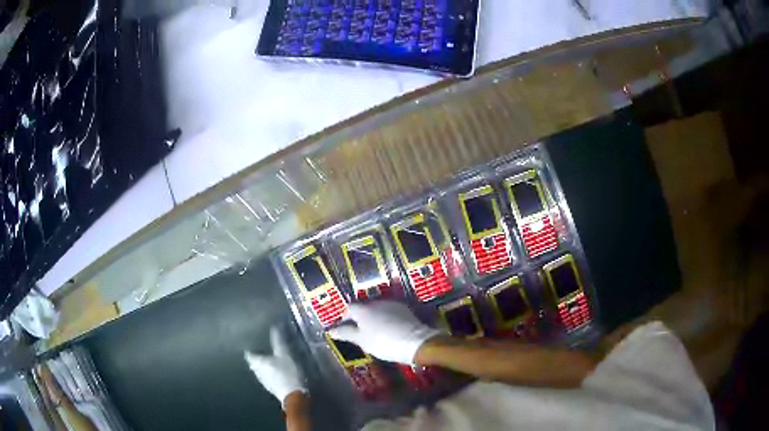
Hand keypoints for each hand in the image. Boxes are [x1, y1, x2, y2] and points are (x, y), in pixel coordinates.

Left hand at [245, 327, 305, 407]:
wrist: (294, 396)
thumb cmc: (287, 372)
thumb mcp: (285, 354)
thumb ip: (278, 340)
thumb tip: (273, 326)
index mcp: (256, 361)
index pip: (248, 351)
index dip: (250, 345)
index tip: (254, 339)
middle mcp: (255, 371)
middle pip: (253, 361)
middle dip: (258, 354)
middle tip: (265, 347)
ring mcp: (263, 380)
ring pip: (260, 369)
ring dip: (264, 364)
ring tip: (272, 357)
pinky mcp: (271, 387)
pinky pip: (267, 376)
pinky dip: (270, 371)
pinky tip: (277, 370)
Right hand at [329, 301, 442, 364]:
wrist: (414, 341)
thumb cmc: (383, 342)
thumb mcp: (361, 340)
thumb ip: (345, 333)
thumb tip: (330, 330)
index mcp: (363, 309)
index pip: (349, 308)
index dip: (346, 318)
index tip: (346, 329)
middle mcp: (376, 302)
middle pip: (363, 307)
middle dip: (360, 318)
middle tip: (361, 332)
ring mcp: (391, 304)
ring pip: (377, 309)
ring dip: (374, 318)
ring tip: (375, 332)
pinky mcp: (404, 309)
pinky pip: (390, 312)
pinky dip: (386, 318)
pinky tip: (389, 329)